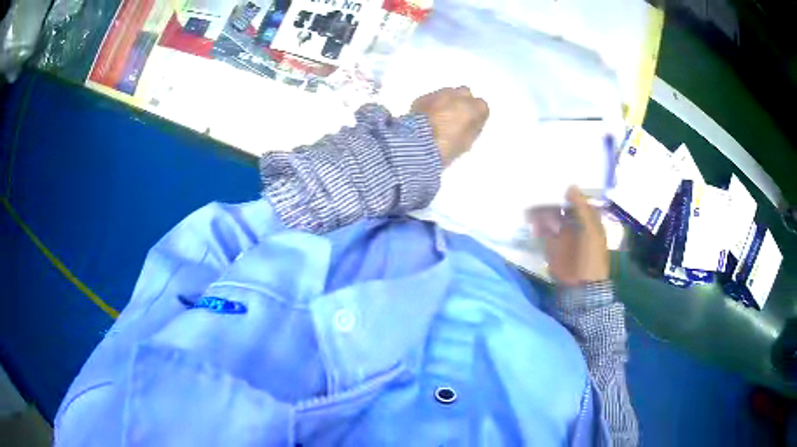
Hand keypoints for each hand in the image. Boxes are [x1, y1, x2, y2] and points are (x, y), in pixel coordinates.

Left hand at [411, 86, 489, 165]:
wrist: (418, 144)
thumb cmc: (447, 146)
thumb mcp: (467, 142)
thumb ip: (472, 128)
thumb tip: (471, 123)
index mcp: (474, 108)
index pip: (481, 106)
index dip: (476, 115)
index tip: (471, 122)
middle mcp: (458, 96)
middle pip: (465, 94)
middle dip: (462, 102)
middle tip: (456, 116)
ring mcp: (439, 94)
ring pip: (447, 93)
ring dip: (447, 101)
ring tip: (440, 116)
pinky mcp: (423, 97)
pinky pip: (432, 98)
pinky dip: (432, 104)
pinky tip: (428, 116)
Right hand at [530, 186, 609, 285]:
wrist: (581, 285)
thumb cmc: (591, 256)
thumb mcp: (590, 230)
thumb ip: (581, 208)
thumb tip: (570, 186)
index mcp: (588, 218)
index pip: (576, 199)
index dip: (567, 191)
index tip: (556, 179)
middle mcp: (574, 223)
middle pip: (561, 206)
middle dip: (550, 200)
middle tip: (538, 191)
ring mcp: (562, 234)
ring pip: (550, 217)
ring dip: (542, 211)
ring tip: (532, 207)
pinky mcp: (551, 244)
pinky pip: (543, 230)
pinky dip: (537, 225)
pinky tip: (532, 222)